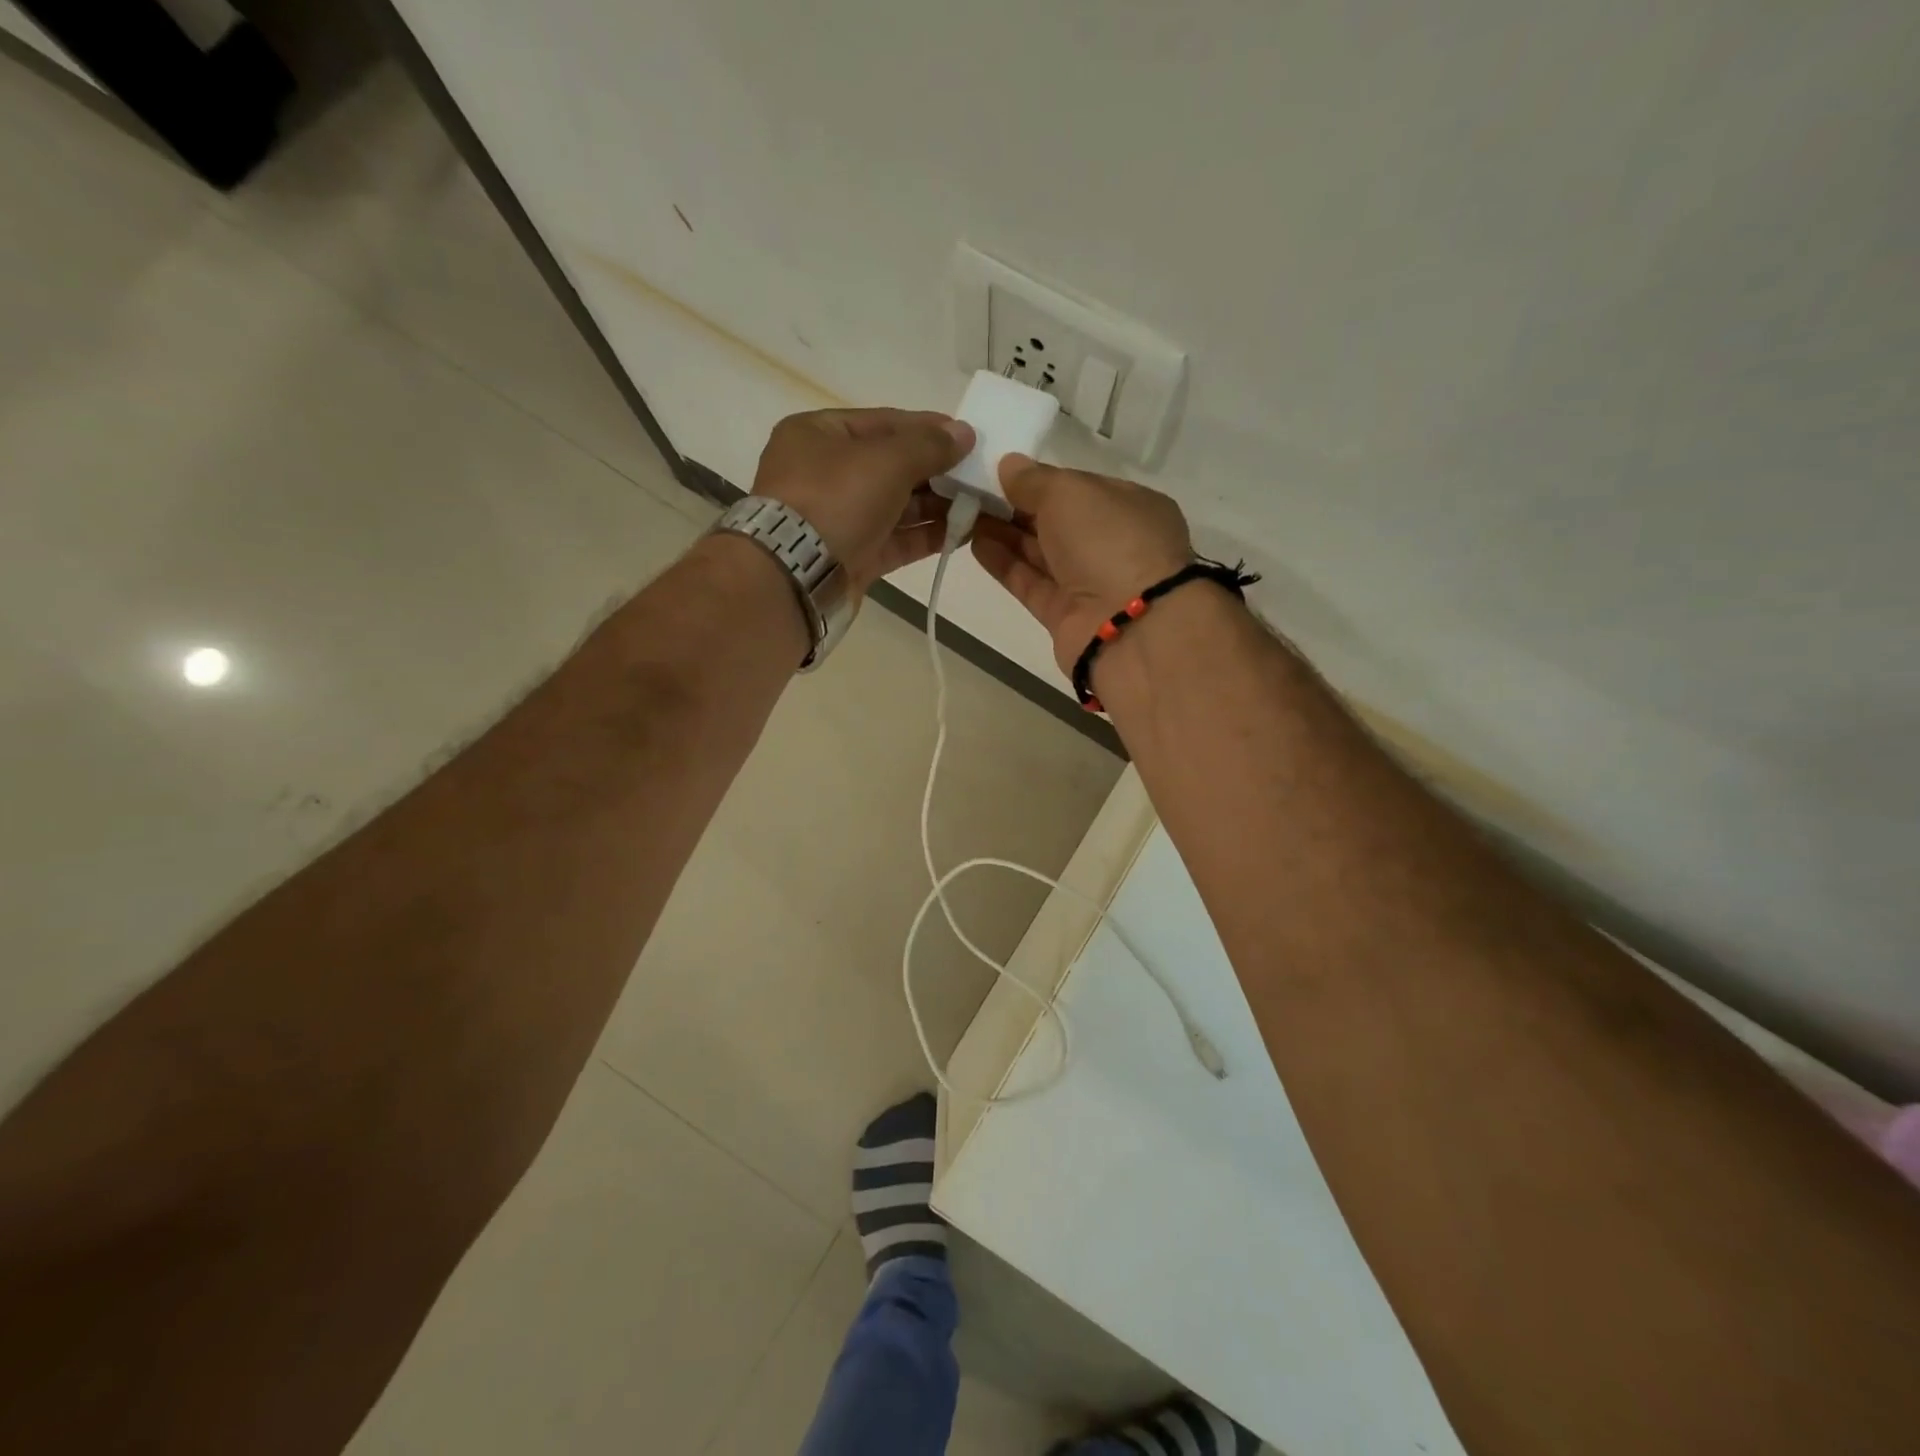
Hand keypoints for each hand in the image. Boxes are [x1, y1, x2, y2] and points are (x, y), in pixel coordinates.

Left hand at [751, 408, 974, 592]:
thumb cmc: (836, 499)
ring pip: (895, 506)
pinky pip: (895, 540)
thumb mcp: (887, 460)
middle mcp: (824, 474)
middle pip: (890, 465)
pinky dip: (925, 535)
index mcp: (818, 435)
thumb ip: (929, 445)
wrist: (796, 575)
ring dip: (936, 505)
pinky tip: (961, 533)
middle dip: (936, 470)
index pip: (883, 422)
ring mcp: (837, 519)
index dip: (927, 427)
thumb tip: (964, 433)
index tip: (967, 437)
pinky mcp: (851, 557)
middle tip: (978, 475)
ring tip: (978, 505)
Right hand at [970, 454, 1193, 674]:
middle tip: (974, 493)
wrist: (1129, 629)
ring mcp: (1091, 584)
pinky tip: (976, 545)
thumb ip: (1034, 479)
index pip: (1081, 488)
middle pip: (1059, 522)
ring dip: (1006, 534)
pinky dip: (1006, 565)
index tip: (1002, 473)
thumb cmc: (1110, 543)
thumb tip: (1009, 466)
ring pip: (1042, 554)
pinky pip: (1032, 584)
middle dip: (1018, 508)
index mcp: (1131, 507)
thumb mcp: (1070, 493)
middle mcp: (1114, 545)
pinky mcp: (1066, 616)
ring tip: (966, 515)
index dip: (1042, 480)